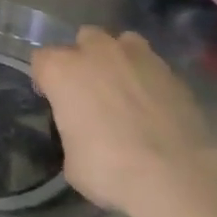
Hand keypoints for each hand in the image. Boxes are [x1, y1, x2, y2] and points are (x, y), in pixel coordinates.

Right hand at [32, 26, 216, 216]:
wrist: (175, 175)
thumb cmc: (109, 169)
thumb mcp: (71, 160)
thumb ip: (72, 133)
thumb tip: (84, 135)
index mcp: (62, 70)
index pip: (41, 60)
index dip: (46, 80)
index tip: (54, 101)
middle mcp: (97, 52)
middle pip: (83, 40)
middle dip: (84, 59)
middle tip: (90, 91)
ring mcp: (138, 57)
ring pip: (122, 42)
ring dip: (119, 59)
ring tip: (124, 89)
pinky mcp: (171, 71)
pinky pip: (152, 65)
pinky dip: (149, 79)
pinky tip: (153, 105)